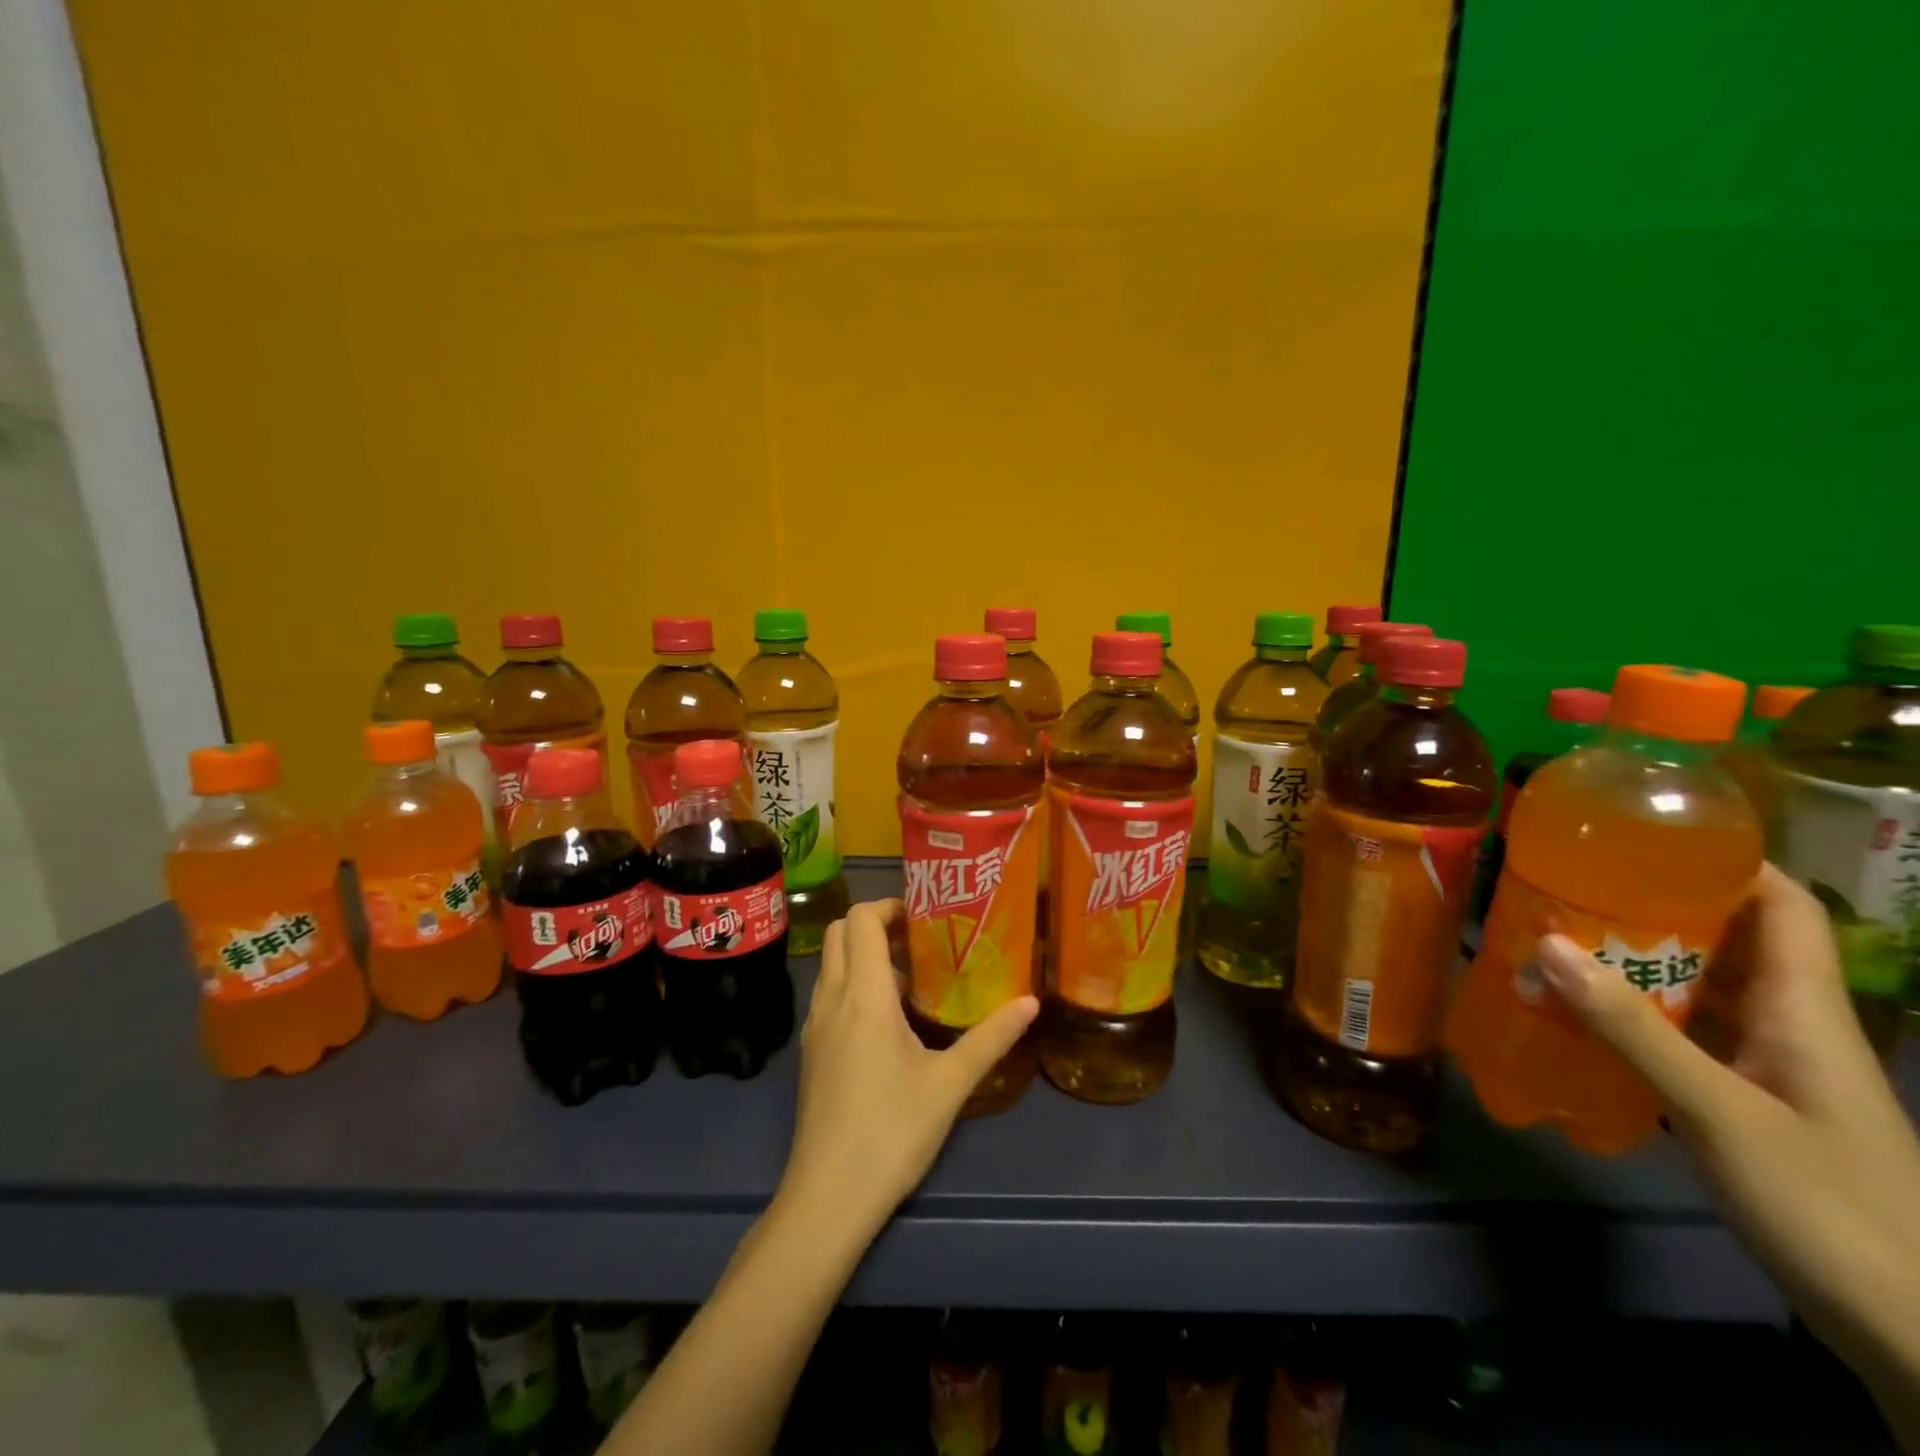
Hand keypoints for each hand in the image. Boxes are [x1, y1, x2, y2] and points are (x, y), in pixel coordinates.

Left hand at [775, 899, 1037, 1238]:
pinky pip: (828, 994)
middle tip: (918, 942)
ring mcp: (815, 1026)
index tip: (924, 918)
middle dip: (875, 924)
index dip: (889, 906)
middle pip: (840, 933)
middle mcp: (831, 999)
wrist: (829, 1197)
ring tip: (911, 980)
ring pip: (831, 964)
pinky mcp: (811, 1051)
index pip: (860, 919)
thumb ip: (991, 1038)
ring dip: (863, 956)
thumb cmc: (892, 1132)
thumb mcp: (951, 1084)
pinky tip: (887, 1022)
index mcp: (863, 995)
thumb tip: (1031, 1003)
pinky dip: (852, 985)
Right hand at [1536, 866, 1919, 1444]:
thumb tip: (1549, 946)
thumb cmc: (1833, 1211)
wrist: (1913, 1339)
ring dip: (1635, 964)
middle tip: (1569, 887)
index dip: (1728, 860)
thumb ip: (1633, 1031)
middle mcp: (1793, 1028)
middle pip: (1730, 942)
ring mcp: (1771, 1070)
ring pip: (1702, 990)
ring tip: (1557, 942)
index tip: (1649, 835)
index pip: (1782, 908)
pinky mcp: (1749, 1105)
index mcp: (1807, 1013)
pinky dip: (1635, 1017)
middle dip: (1653, 908)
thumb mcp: (1720, 1116)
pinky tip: (1581, 1018)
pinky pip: (1686, 1036)